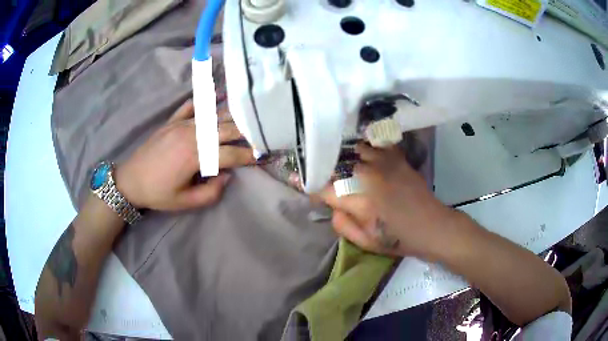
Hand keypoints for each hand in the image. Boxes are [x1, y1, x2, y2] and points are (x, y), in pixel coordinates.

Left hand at [114, 100, 255, 210]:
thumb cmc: (158, 193)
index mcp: (195, 156)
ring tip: (248, 116)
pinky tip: (217, 97)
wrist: (130, 180)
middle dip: (247, 132)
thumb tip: (227, 176)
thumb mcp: (185, 202)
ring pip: (213, 116)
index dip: (249, 155)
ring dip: (232, 116)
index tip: (265, 155)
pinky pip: (191, 107)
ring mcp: (181, 125)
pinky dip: (205, 102)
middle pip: (226, 129)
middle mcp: (192, 135)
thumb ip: (211, 193)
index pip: (230, 154)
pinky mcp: (172, 121)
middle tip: (262, 133)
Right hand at [319, 143, 458, 258]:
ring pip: (355, 150)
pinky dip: (368, 145)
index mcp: (359, 201)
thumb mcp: (366, 242)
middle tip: (324, 173)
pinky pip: (377, 144)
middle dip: (328, 169)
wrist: (432, 226)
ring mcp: (384, 164)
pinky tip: (365, 149)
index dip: (313, 189)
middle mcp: (369, 177)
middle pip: (338, 165)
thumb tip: (332, 206)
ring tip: (343, 160)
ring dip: (346, 156)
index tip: (310, 190)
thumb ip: (342, 224)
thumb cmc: (398, 238)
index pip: (325, 189)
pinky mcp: (397, 159)